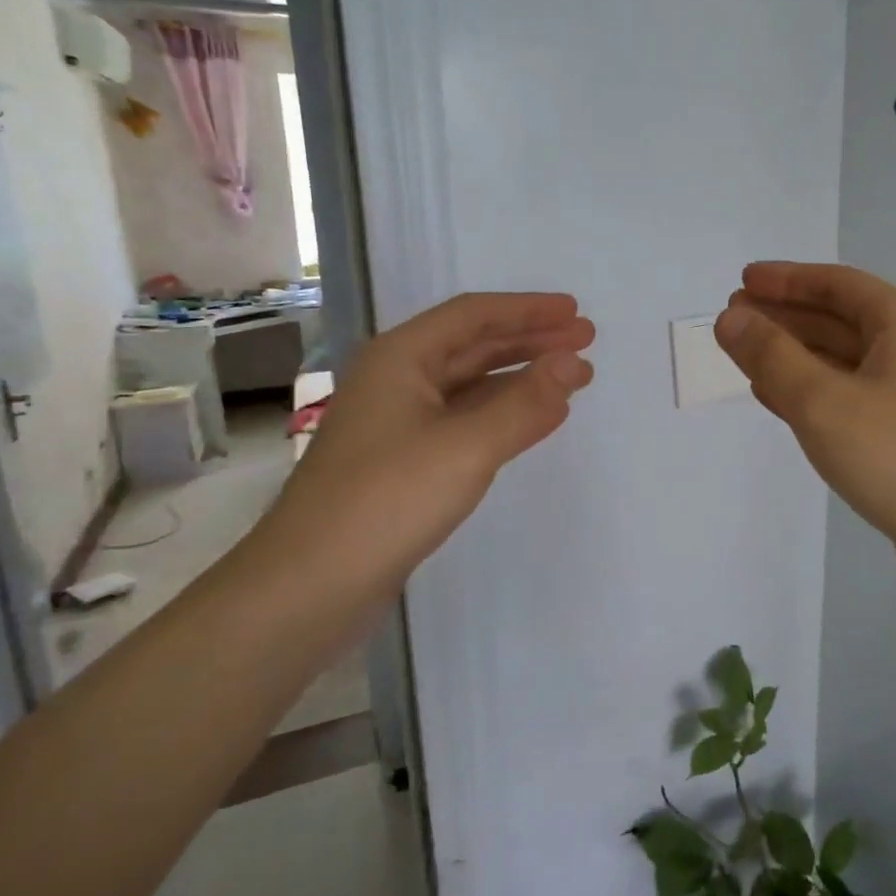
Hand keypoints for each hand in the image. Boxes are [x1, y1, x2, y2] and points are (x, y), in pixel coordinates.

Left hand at [246, 293, 593, 617]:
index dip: (528, 310)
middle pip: (473, 346)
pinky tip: (531, 421)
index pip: (473, 316)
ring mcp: (398, 423)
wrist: (311, 585)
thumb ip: (525, 403)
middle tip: (585, 340)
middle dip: (531, 341)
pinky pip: (464, 421)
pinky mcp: (405, 462)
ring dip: (520, 378)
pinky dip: (502, 414)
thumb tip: (574, 363)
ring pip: (470, 385)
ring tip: (571, 378)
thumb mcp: (466, 446)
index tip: (576, 312)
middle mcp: (397, 381)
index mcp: (401, 359)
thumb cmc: (387, 501)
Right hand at [715, 262, 895, 620]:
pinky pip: (851, 399)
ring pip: (843, 363)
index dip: (787, 279)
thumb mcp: (823, 402)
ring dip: (794, 356)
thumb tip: (732, 318)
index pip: (838, 285)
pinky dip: (812, 393)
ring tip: (745, 355)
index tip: (742, 281)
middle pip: (840, 320)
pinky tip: (778, 400)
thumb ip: (772, 356)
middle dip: (785, 317)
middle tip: (733, 319)